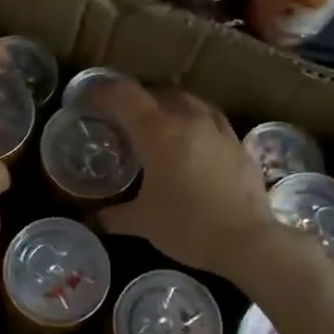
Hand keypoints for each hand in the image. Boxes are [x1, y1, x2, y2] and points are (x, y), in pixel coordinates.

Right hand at [91, 81, 282, 275]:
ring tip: (153, 123)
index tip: (85, 101)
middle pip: (154, 92)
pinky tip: (188, 138)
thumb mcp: (143, 222)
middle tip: (117, 117)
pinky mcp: (236, 141)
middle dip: (132, 99)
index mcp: (158, 131)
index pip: (123, 96)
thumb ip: (113, 216)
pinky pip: (207, 116)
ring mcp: (216, 127)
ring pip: (185, 99)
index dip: (100, 93)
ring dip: (163, 104)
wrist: (248, 241)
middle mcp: (187, 119)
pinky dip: (190, 118)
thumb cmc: (188, 227)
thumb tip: (93, 219)